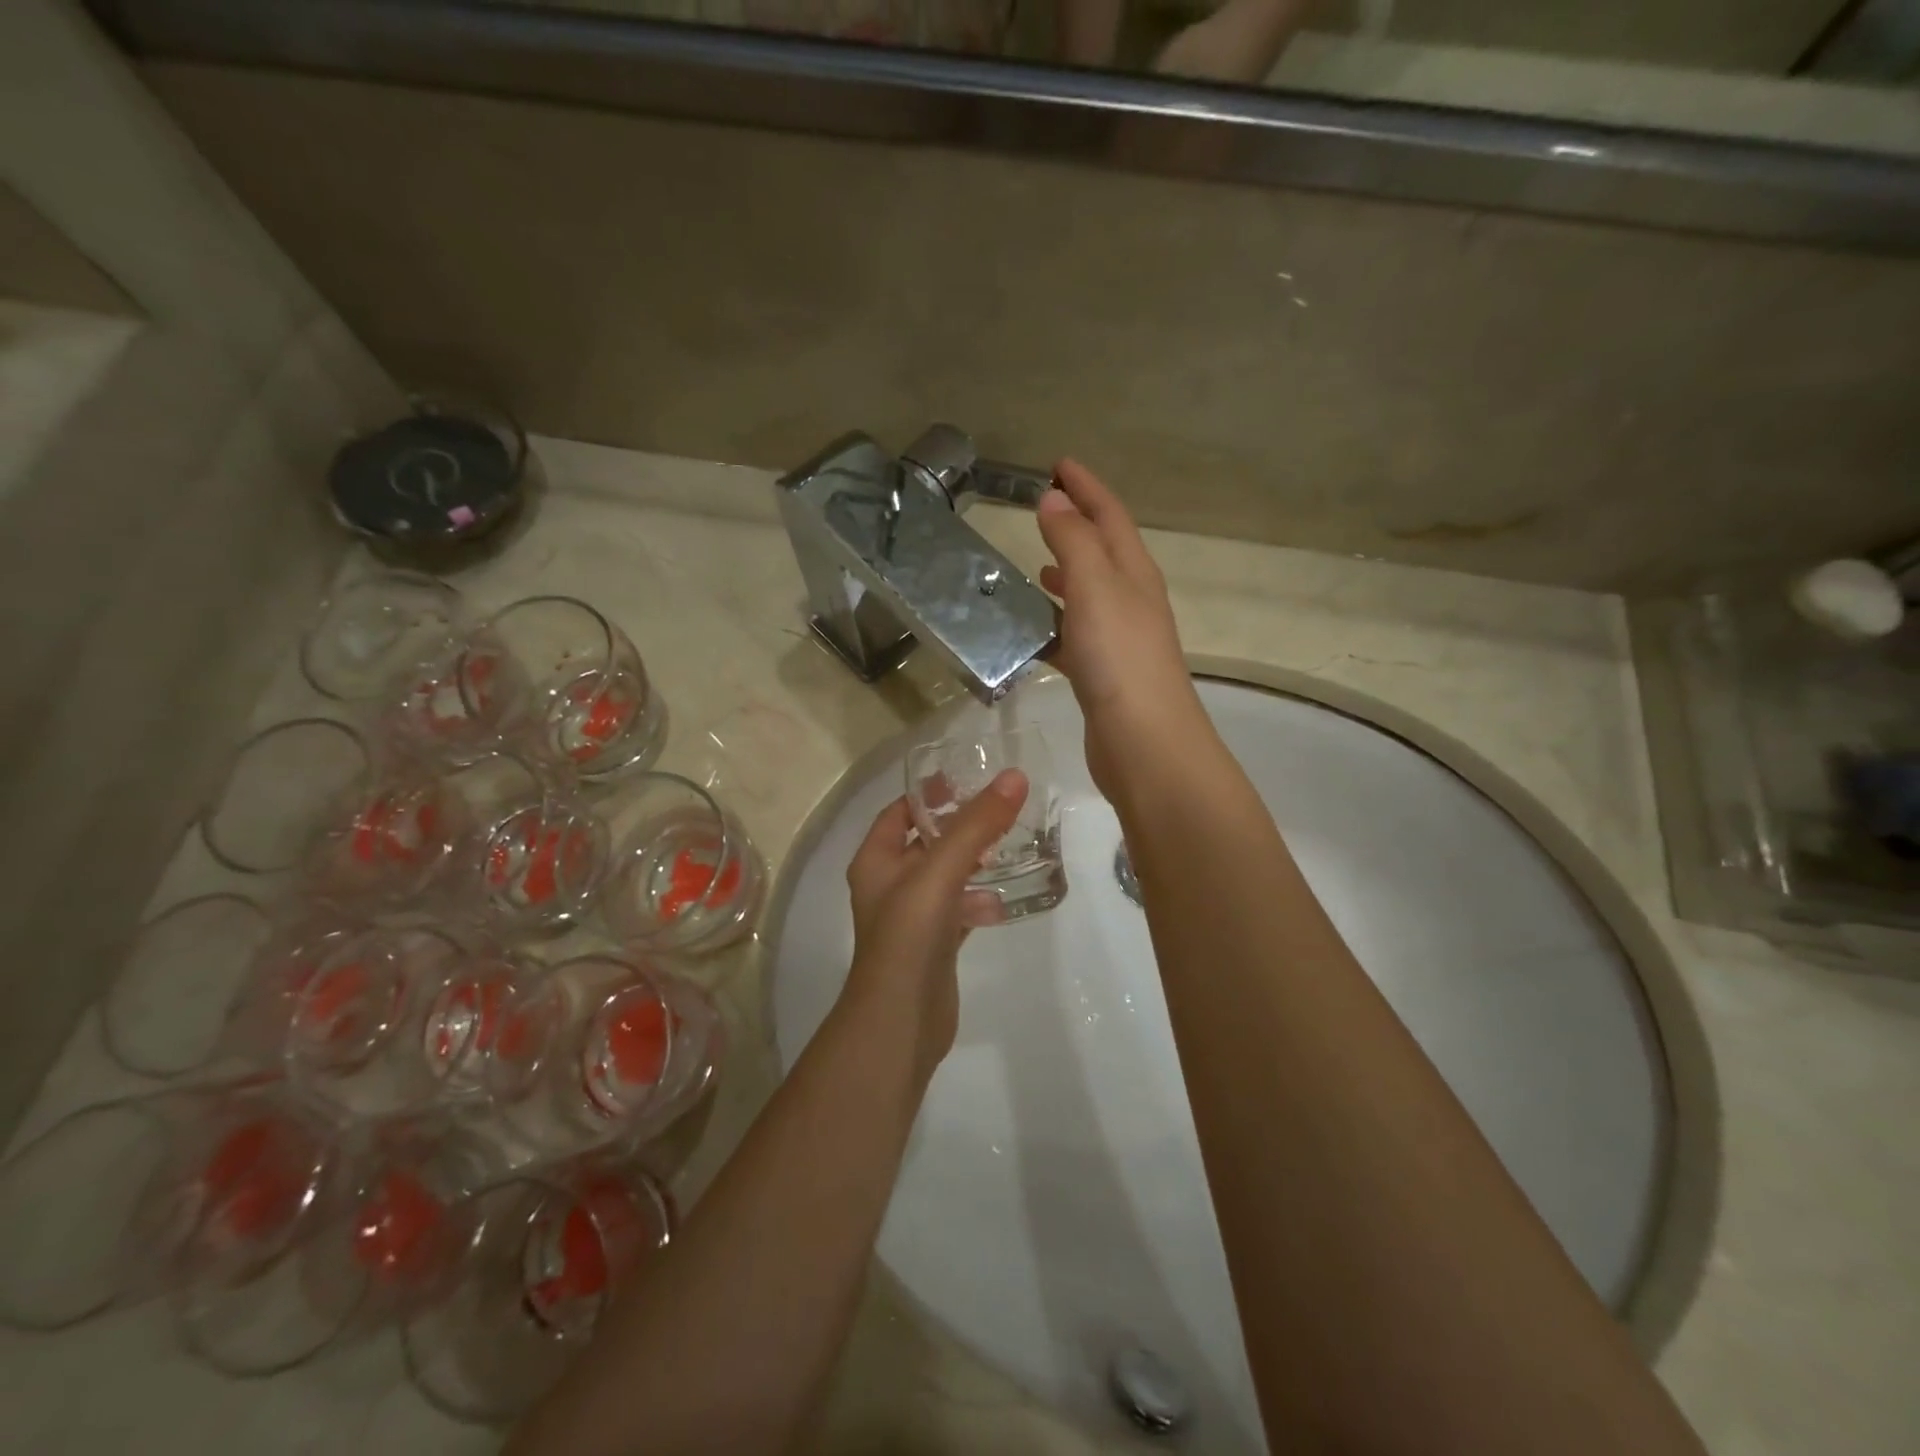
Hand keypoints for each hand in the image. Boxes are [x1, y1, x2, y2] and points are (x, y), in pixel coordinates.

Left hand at [842, 772, 1029, 1081]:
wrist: (901, 1021)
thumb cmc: (908, 936)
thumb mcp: (940, 871)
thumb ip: (976, 825)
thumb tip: (1014, 777)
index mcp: (875, 861)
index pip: (899, 812)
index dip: (929, 793)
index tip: (967, 778)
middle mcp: (889, 884)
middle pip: (926, 842)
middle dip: (960, 826)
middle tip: (1001, 809)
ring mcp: (912, 916)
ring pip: (945, 876)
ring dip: (974, 861)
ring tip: (1012, 845)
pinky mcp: (934, 944)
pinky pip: (959, 908)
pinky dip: (979, 899)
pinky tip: (1007, 896)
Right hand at [1037, 460, 1208, 799]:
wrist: (1145, 742)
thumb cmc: (1120, 659)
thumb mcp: (1095, 588)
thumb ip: (1074, 543)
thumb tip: (1054, 500)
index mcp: (1135, 573)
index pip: (1111, 516)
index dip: (1087, 487)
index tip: (1059, 464)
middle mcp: (1133, 600)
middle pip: (1105, 550)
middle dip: (1078, 525)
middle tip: (1044, 508)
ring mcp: (1120, 638)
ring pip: (1090, 593)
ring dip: (1067, 573)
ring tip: (1035, 564)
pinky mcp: (1103, 673)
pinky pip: (1076, 632)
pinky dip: (1056, 621)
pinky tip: (1034, 628)